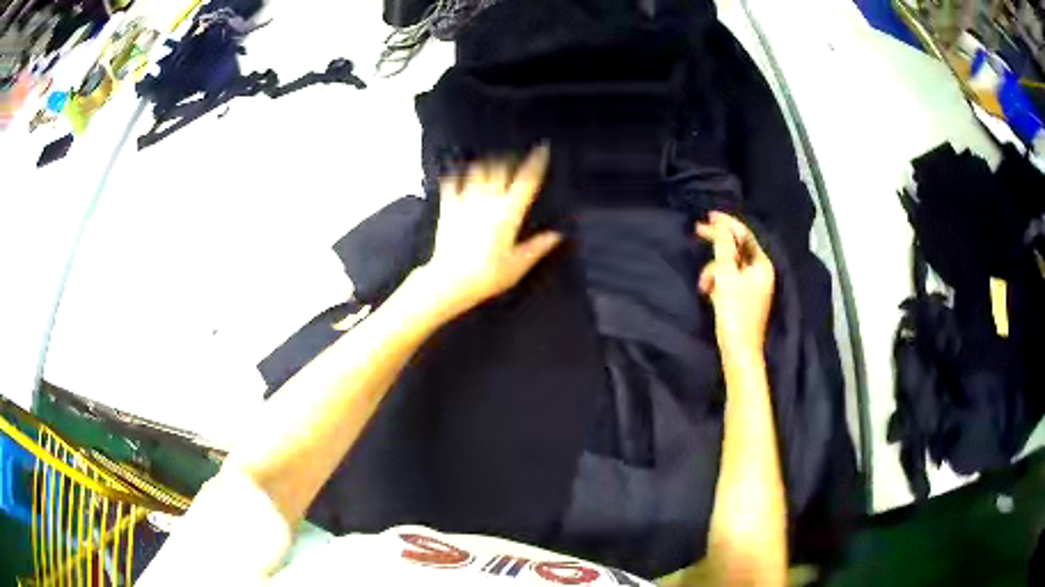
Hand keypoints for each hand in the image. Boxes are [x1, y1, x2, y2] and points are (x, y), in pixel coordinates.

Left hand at [419, 145, 562, 318]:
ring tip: (490, 162)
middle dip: (509, 160)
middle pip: (501, 168)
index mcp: (508, 213)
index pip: (526, 181)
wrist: (450, 280)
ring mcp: (466, 201)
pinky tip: (457, 173)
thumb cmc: (487, 275)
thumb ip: (538, 247)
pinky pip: (451, 183)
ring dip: (486, 164)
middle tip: (514, 159)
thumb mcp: (518, 265)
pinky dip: (456, 175)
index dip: (536, 162)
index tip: (542, 148)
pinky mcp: (448, 207)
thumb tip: (557, 235)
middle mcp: (488, 200)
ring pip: (477, 170)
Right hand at [696, 212, 774, 355]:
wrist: (739, 351)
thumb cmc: (735, 313)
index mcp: (761, 265)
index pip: (744, 235)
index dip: (726, 223)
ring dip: (714, 269)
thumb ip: (724, 248)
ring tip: (704, 285)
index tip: (707, 216)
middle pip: (737, 248)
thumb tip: (721, 226)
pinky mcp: (743, 298)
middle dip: (718, 245)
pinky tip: (708, 291)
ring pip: (729, 265)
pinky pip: (728, 279)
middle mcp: (760, 272)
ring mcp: (752, 286)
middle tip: (697, 231)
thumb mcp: (727, 276)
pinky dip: (717, 281)